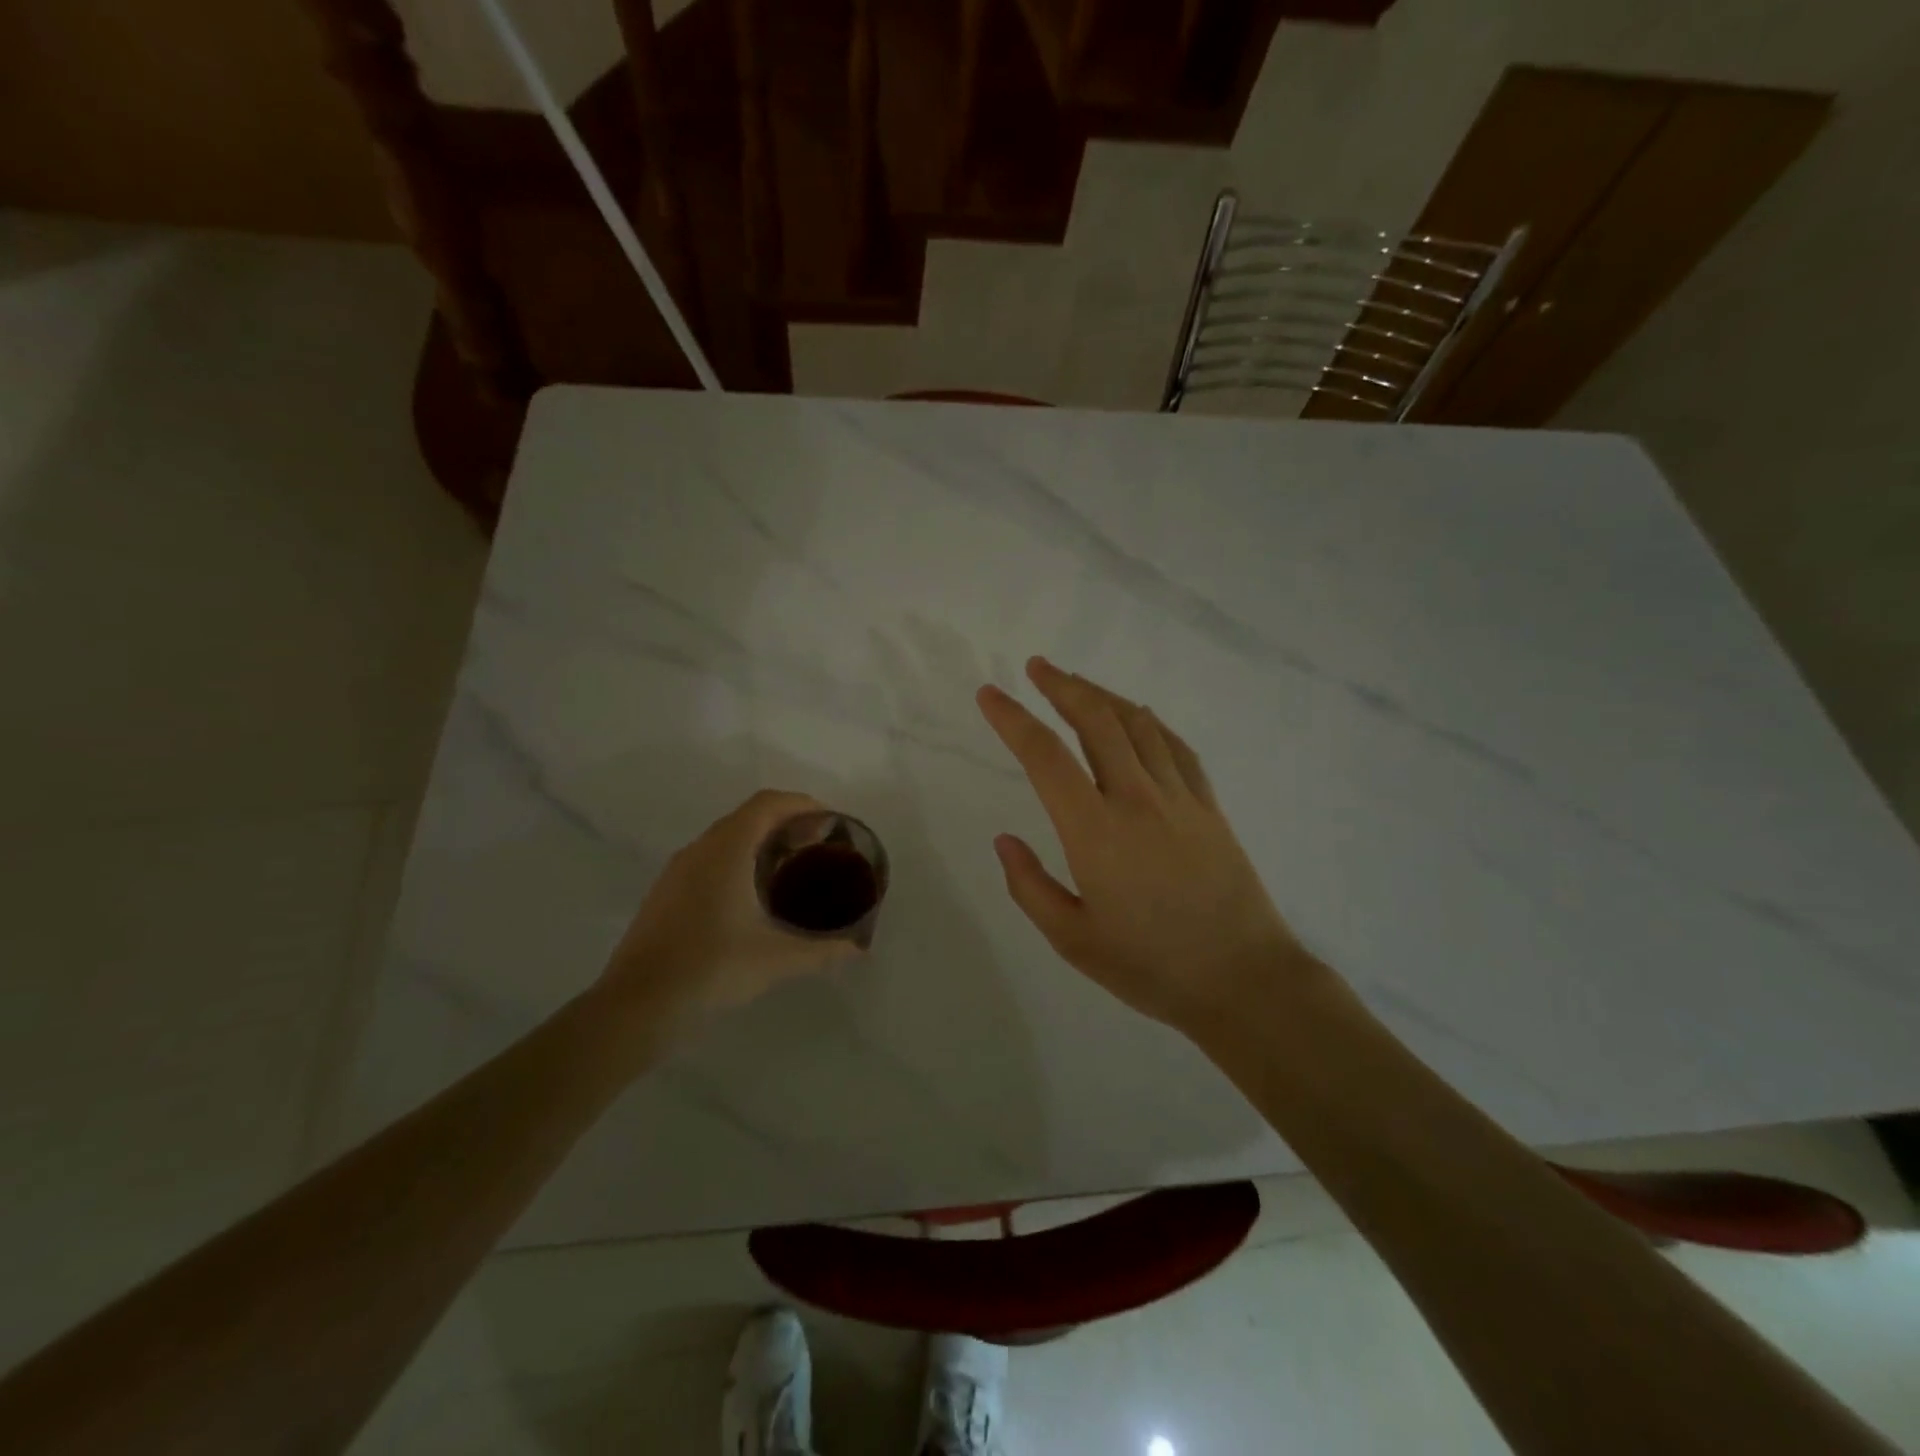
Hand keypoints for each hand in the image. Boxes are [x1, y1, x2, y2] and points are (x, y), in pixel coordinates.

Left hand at [602, 790, 857, 1023]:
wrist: (634, 1008)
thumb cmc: (710, 969)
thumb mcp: (775, 960)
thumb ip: (821, 950)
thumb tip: (858, 950)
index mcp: (726, 850)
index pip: (768, 804)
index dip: (802, 804)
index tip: (830, 822)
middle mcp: (700, 850)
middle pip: (748, 817)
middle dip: (786, 823)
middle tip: (819, 847)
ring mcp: (677, 871)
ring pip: (726, 839)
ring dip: (760, 842)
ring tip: (791, 870)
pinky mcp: (666, 894)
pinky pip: (709, 860)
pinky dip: (738, 861)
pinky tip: (752, 898)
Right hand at [978, 657, 1315, 1035]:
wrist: (1244, 981)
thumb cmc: (1150, 967)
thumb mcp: (1072, 940)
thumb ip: (1030, 886)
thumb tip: (1004, 840)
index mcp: (1095, 831)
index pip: (1045, 756)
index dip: (1012, 719)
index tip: (989, 694)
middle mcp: (1137, 799)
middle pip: (1096, 721)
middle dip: (1062, 686)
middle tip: (1036, 667)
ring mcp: (1179, 798)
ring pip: (1137, 724)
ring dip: (1103, 695)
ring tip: (1077, 683)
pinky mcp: (1209, 806)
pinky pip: (1176, 747)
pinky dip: (1151, 721)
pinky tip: (1138, 716)